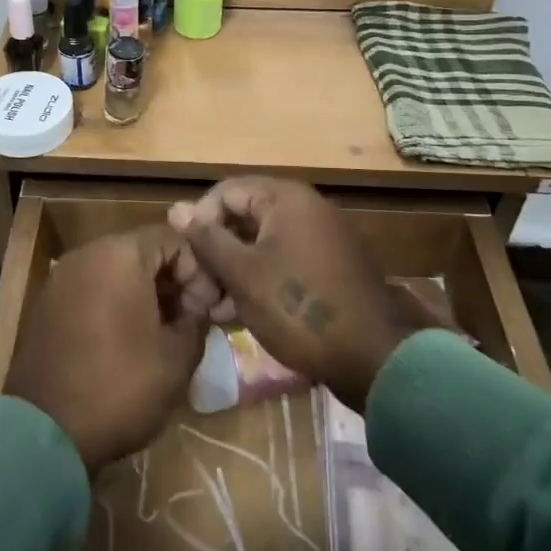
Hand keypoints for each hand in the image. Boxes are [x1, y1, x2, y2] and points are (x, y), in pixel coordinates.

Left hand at [5, 225, 207, 473]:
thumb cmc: (120, 387)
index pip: (174, 238)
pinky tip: (126, 340)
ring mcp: (62, 277)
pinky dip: (113, 302)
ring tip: (160, 333)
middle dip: (171, 280)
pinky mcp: (47, 303)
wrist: (44, 430)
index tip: (206, 309)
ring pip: (115, 269)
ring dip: (143, 292)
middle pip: (142, 251)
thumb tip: (198, 308)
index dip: (198, 270)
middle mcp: (88, 254)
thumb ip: (196, 320)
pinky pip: (91, 287)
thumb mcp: (177, 358)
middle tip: (188, 320)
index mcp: (121, 255)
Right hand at [169, 178, 418, 411]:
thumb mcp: (243, 274)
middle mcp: (307, 208)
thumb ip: (207, 239)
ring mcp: (323, 237)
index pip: (226, 191)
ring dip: (233, 270)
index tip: (188, 259)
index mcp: (286, 198)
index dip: (200, 221)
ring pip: (262, 243)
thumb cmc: (299, 309)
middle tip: (198, 289)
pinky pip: (284, 261)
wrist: (374, 359)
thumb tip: (176, 208)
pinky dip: (260, 279)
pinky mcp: (331, 267)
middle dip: (215, 251)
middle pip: (244, 216)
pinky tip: (240, 313)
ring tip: (214, 308)